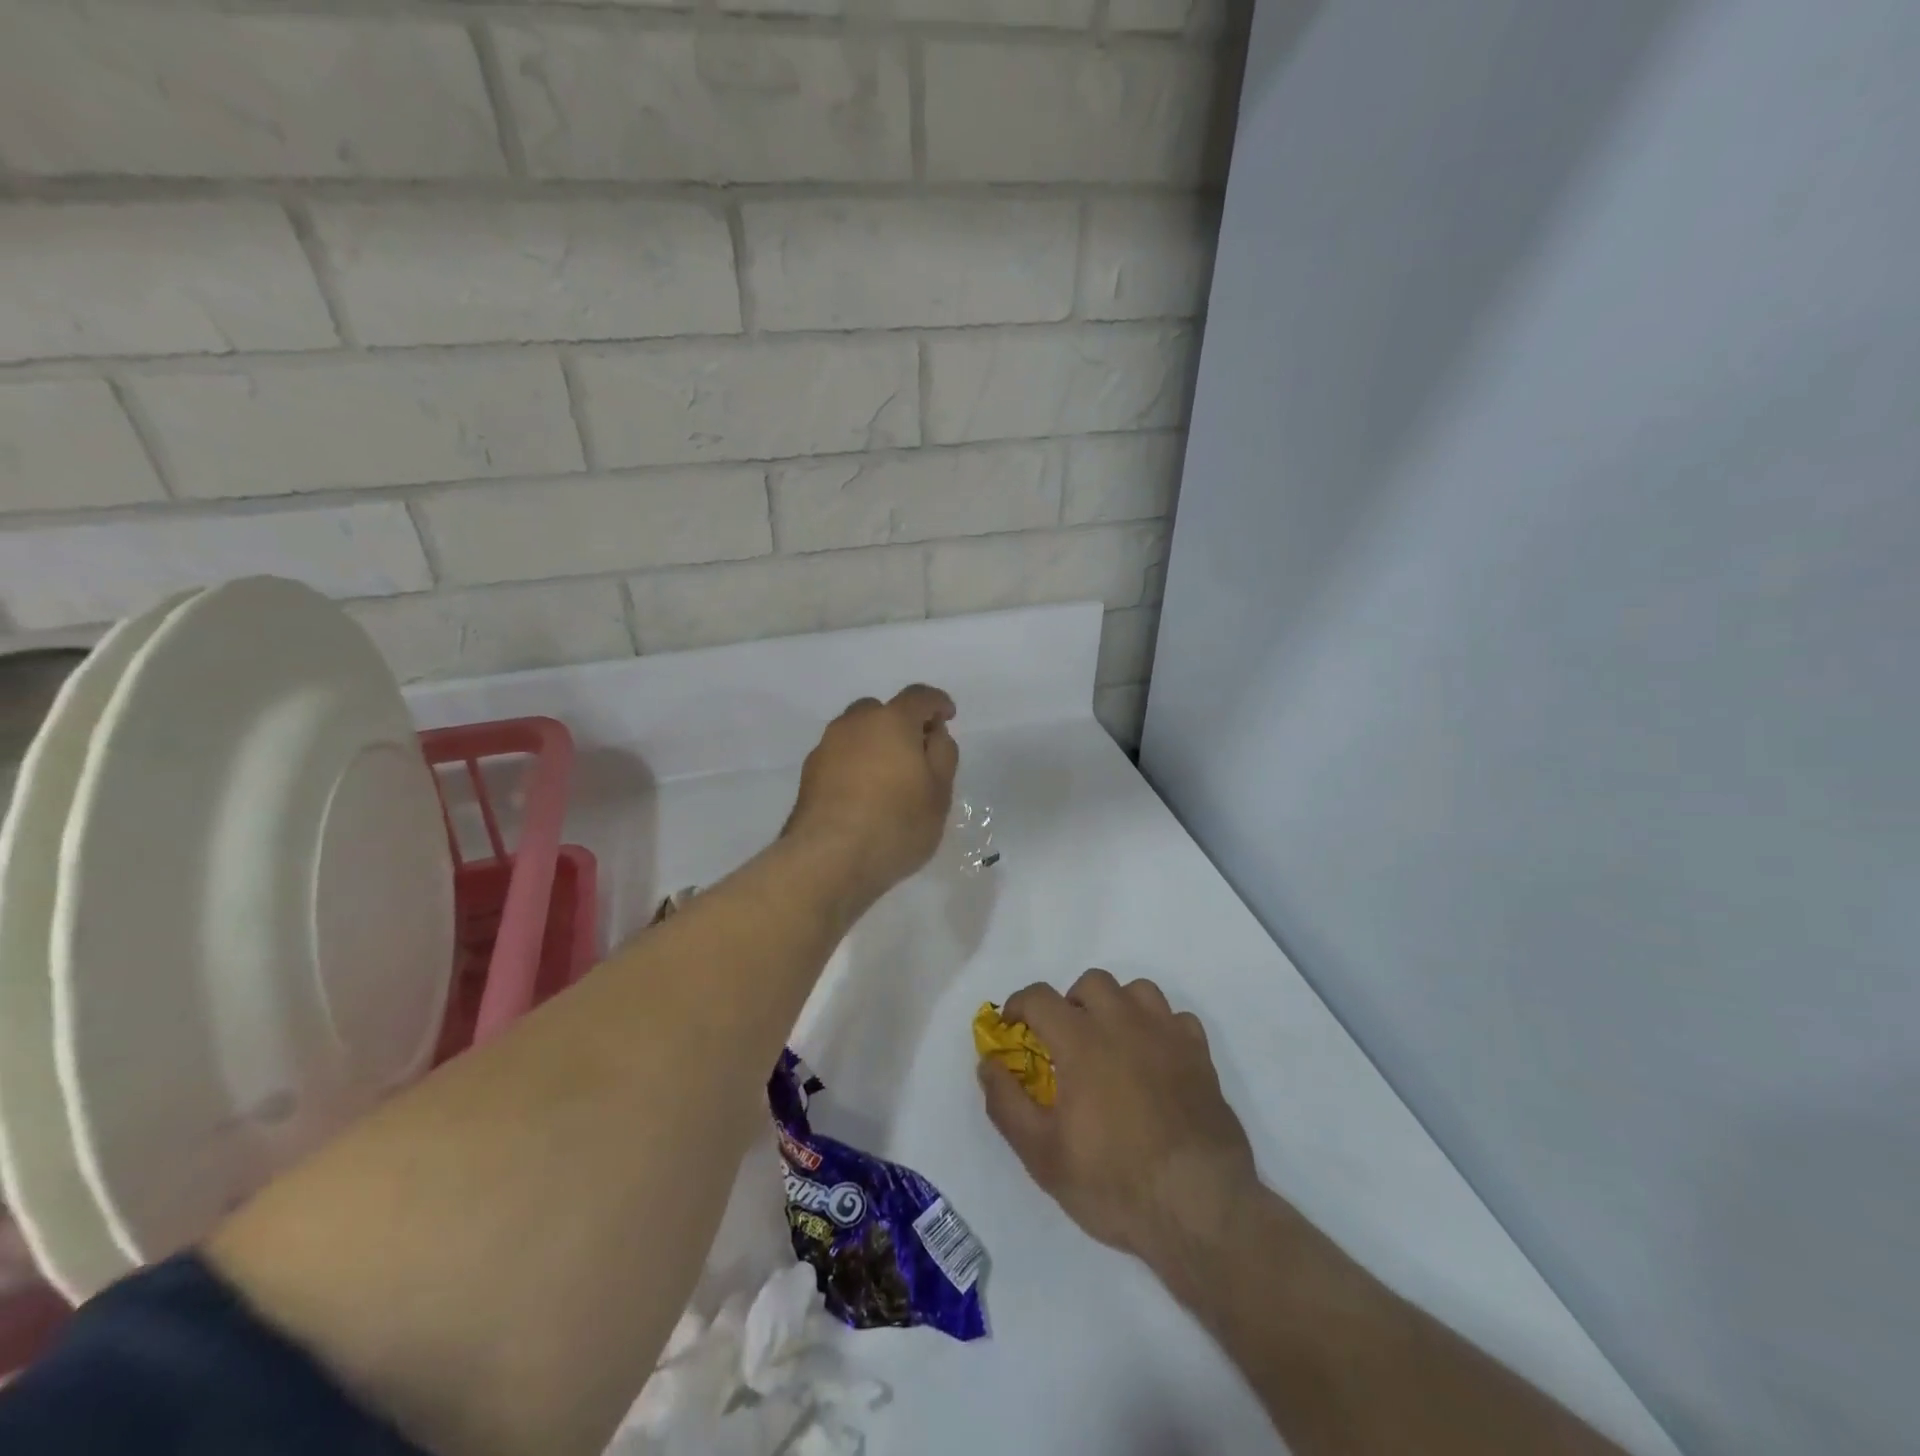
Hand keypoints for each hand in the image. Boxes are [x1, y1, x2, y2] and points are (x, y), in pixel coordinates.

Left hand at [784, 684, 959, 899]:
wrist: (827, 860)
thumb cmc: (896, 824)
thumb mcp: (939, 793)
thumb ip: (942, 754)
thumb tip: (933, 733)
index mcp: (891, 721)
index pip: (919, 697)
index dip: (937, 703)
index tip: (948, 716)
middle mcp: (854, 724)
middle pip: (881, 711)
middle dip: (901, 724)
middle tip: (917, 753)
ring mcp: (826, 748)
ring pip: (856, 734)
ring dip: (874, 745)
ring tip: (889, 778)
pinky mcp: (808, 775)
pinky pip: (840, 758)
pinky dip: (855, 766)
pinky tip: (864, 796)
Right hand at [979, 970, 1259, 1281]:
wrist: (1200, 1207)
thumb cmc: (1114, 1182)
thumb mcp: (1042, 1155)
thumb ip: (1007, 1103)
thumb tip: (987, 1064)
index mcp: (1082, 1040)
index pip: (1040, 997)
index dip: (1019, 1005)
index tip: (1013, 1028)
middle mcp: (1124, 1023)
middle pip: (1091, 982)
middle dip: (1071, 1003)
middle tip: (1066, 1042)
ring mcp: (1167, 1035)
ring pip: (1137, 990)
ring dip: (1117, 1006)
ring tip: (1111, 1043)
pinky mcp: (1200, 1055)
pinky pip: (1176, 1018)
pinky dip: (1159, 1028)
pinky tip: (1155, 1060)